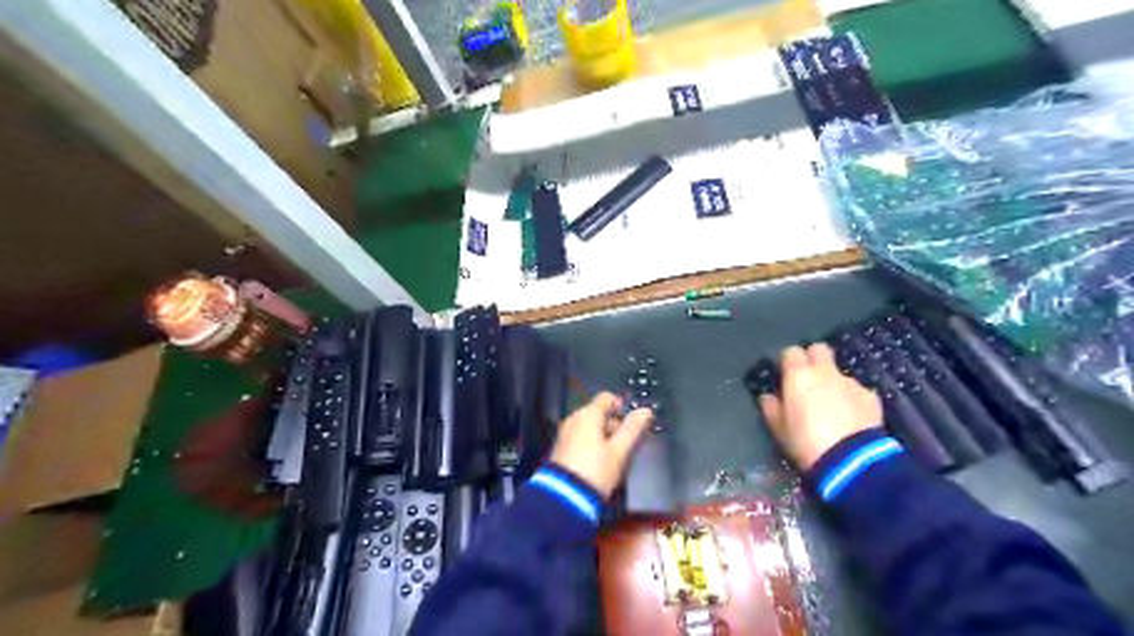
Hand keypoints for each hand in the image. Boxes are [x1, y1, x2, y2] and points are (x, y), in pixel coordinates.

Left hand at [551, 393, 654, 495]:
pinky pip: (580, 437)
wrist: (564, 497)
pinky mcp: (560, 448)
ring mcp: (565, 433)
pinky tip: (599, 460)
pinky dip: (591, 443)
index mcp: (588, 414)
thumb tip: (646, 410)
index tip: (632, 422)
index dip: (622, 406)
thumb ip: (633, 428)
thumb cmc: (596, 470)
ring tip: (614, 455)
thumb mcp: (619, 451)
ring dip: (603, 434)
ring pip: (589, 425)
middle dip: (614, 423)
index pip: (607, 397)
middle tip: (625, 442)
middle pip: (598, 412)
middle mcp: (574, 418)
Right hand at [760, 342, 885, 470]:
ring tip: (832, 406)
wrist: (851, 461)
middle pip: (819, 349)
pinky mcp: (871, 397)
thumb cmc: (806, 442)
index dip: (788, 362)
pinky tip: (851, 418)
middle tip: (808, 380)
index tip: (785, 375)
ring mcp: (851, 383)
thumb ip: (772, 408)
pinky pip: (857, 391)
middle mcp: (825, 372)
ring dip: (833, 383)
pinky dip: (852, 399)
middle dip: (813, 359)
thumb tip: (769, 397)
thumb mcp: (779, 429)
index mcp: (799, 375)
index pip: (791, 352)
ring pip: (839, 373)